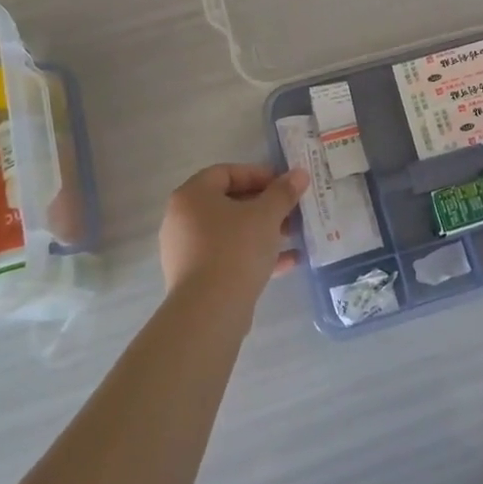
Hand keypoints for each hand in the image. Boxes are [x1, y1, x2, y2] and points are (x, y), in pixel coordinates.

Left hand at [158, 163, 308, 308]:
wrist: (209, 311)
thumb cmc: (235, 249)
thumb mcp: (266, 215)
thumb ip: (283, 192)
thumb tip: (299, 173)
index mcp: (192, 196)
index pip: (226, 172)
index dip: (258, 175)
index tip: (284, 185)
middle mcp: (182, 220)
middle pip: (229, 203)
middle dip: (265, 206)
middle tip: (292, 210)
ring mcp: (186, 251)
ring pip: (230, 232)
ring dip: (263, 231)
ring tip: (294, 235)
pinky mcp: (195, 278)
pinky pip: (228, 257)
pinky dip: (254, 255)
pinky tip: (288, 262)